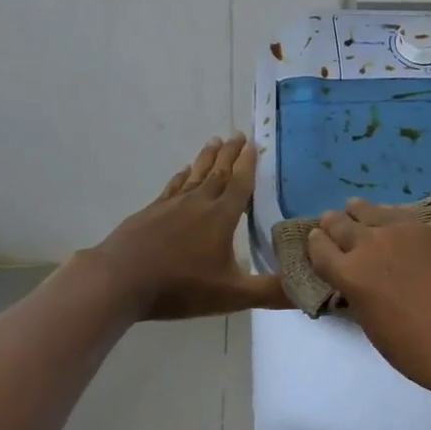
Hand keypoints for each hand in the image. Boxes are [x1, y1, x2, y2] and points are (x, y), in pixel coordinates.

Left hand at [88, 134, 289, 319]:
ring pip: (195, 175)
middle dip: (230, 154)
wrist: (119, 280)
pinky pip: (172, 186)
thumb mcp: (232, 295)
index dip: (248, 163)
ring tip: (214, 141)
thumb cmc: (180, 286)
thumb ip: (270, 292)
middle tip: (238, 134)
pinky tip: (183, 172)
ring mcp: (171, 205)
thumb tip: (311, 289)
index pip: (240, 183)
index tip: (255, 143)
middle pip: (218, 172)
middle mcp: (198, 203)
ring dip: (207, 158)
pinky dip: (182, 176)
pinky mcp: (150, 212)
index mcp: (221, 217)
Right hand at [305, 198, 430, 394]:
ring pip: (373, 211)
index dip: (315, 244)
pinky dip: (394, 220)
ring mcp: (405, 231)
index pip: (320, 249)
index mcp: (351, 275)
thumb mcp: (375, 328)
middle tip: (332, 222)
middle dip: (333, 223)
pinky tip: (400, 226)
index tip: (316, 240)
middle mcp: (372, 244)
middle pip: (342, 224)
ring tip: (358, 210)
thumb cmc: (421, 351)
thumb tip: (361, 285)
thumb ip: (362, 298)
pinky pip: (405, 217)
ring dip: (361, 212)